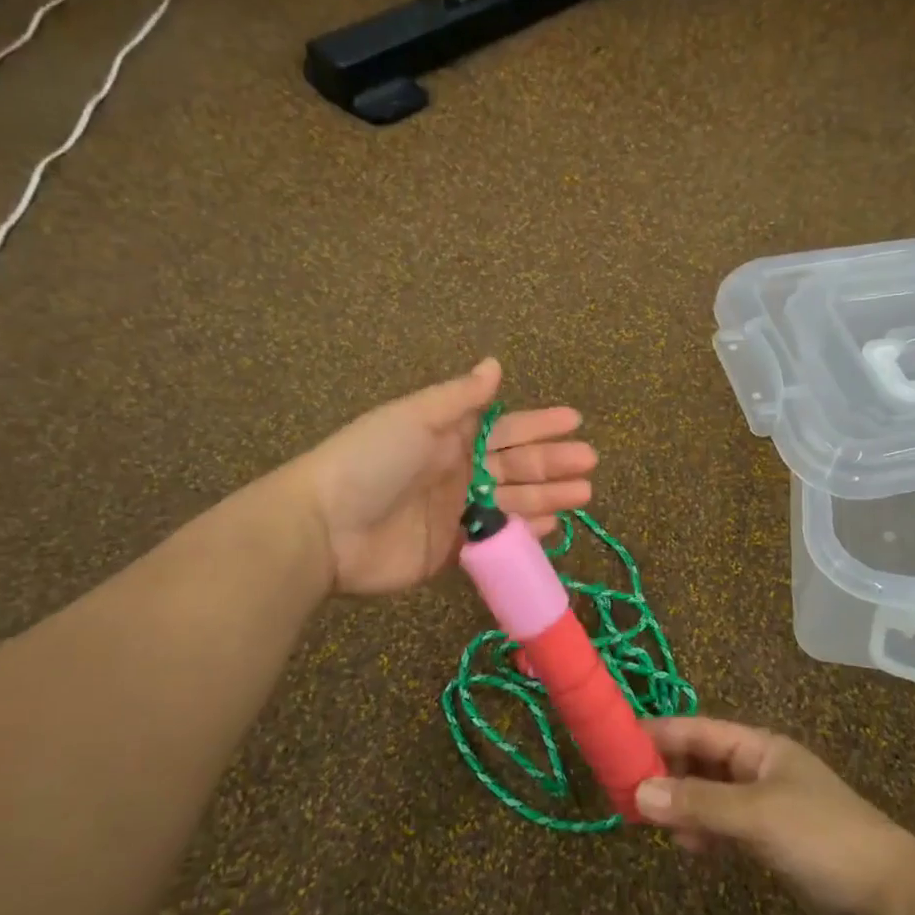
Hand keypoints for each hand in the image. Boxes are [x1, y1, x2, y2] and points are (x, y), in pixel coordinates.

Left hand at [289, 358, 595, 595]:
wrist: (325, 528)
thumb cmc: (372, 460)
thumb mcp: (415, 416)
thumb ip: (460, 397)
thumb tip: (494, 364)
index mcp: (449, 436)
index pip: (506, 427)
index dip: (540, 424)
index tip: (575, 421)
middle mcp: (457, 470)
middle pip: (516, 465)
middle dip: (553, 462)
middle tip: (589, 463)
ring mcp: (455, 512)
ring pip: (513, 502)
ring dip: (548, 496)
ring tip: (584, 494)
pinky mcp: (450, 550)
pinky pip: (495, 538)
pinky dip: (524, 532)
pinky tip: (551, 527)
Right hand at [636, 717, 914, 914]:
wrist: (890, 899)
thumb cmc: (822, 836)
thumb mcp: (756, 815)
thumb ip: (698, 804)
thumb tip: (637, 793)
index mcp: (760, 747)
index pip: (699, 730)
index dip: (660, 733)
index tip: (618, 742)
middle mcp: (760, 769)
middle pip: (702, 761)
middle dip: (666, 772)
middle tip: (624, 789)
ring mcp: (767, 807)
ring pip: (711, 795)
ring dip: (682, 805)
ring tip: (647, 820)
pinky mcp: (773, 842)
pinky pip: (726, 827)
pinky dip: (704, 832)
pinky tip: (687, 847)